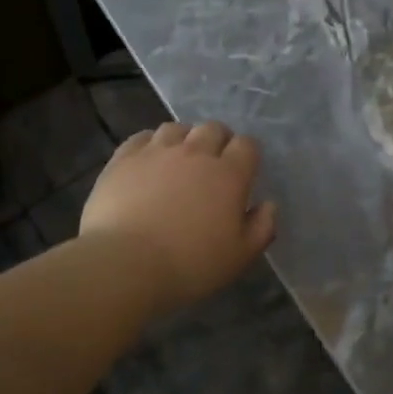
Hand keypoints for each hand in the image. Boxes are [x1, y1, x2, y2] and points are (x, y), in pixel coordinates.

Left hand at [80, 121, 277, 314]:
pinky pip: (142, 137)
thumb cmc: (190, 265)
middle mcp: (195, 152)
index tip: (243, 172)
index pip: (247, 145)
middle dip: (218, 141)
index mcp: (229, 174)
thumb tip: (268, 205)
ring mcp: (157, 151)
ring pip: (177, 128)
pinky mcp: (124, 158)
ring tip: (179, 161)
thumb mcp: (240, 257)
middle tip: (212, 165)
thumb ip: (262, 227)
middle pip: (213, 128)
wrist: (125, 264)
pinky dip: (151, 144)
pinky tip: (148, 161)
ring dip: (184, 140)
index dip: (247, 155)